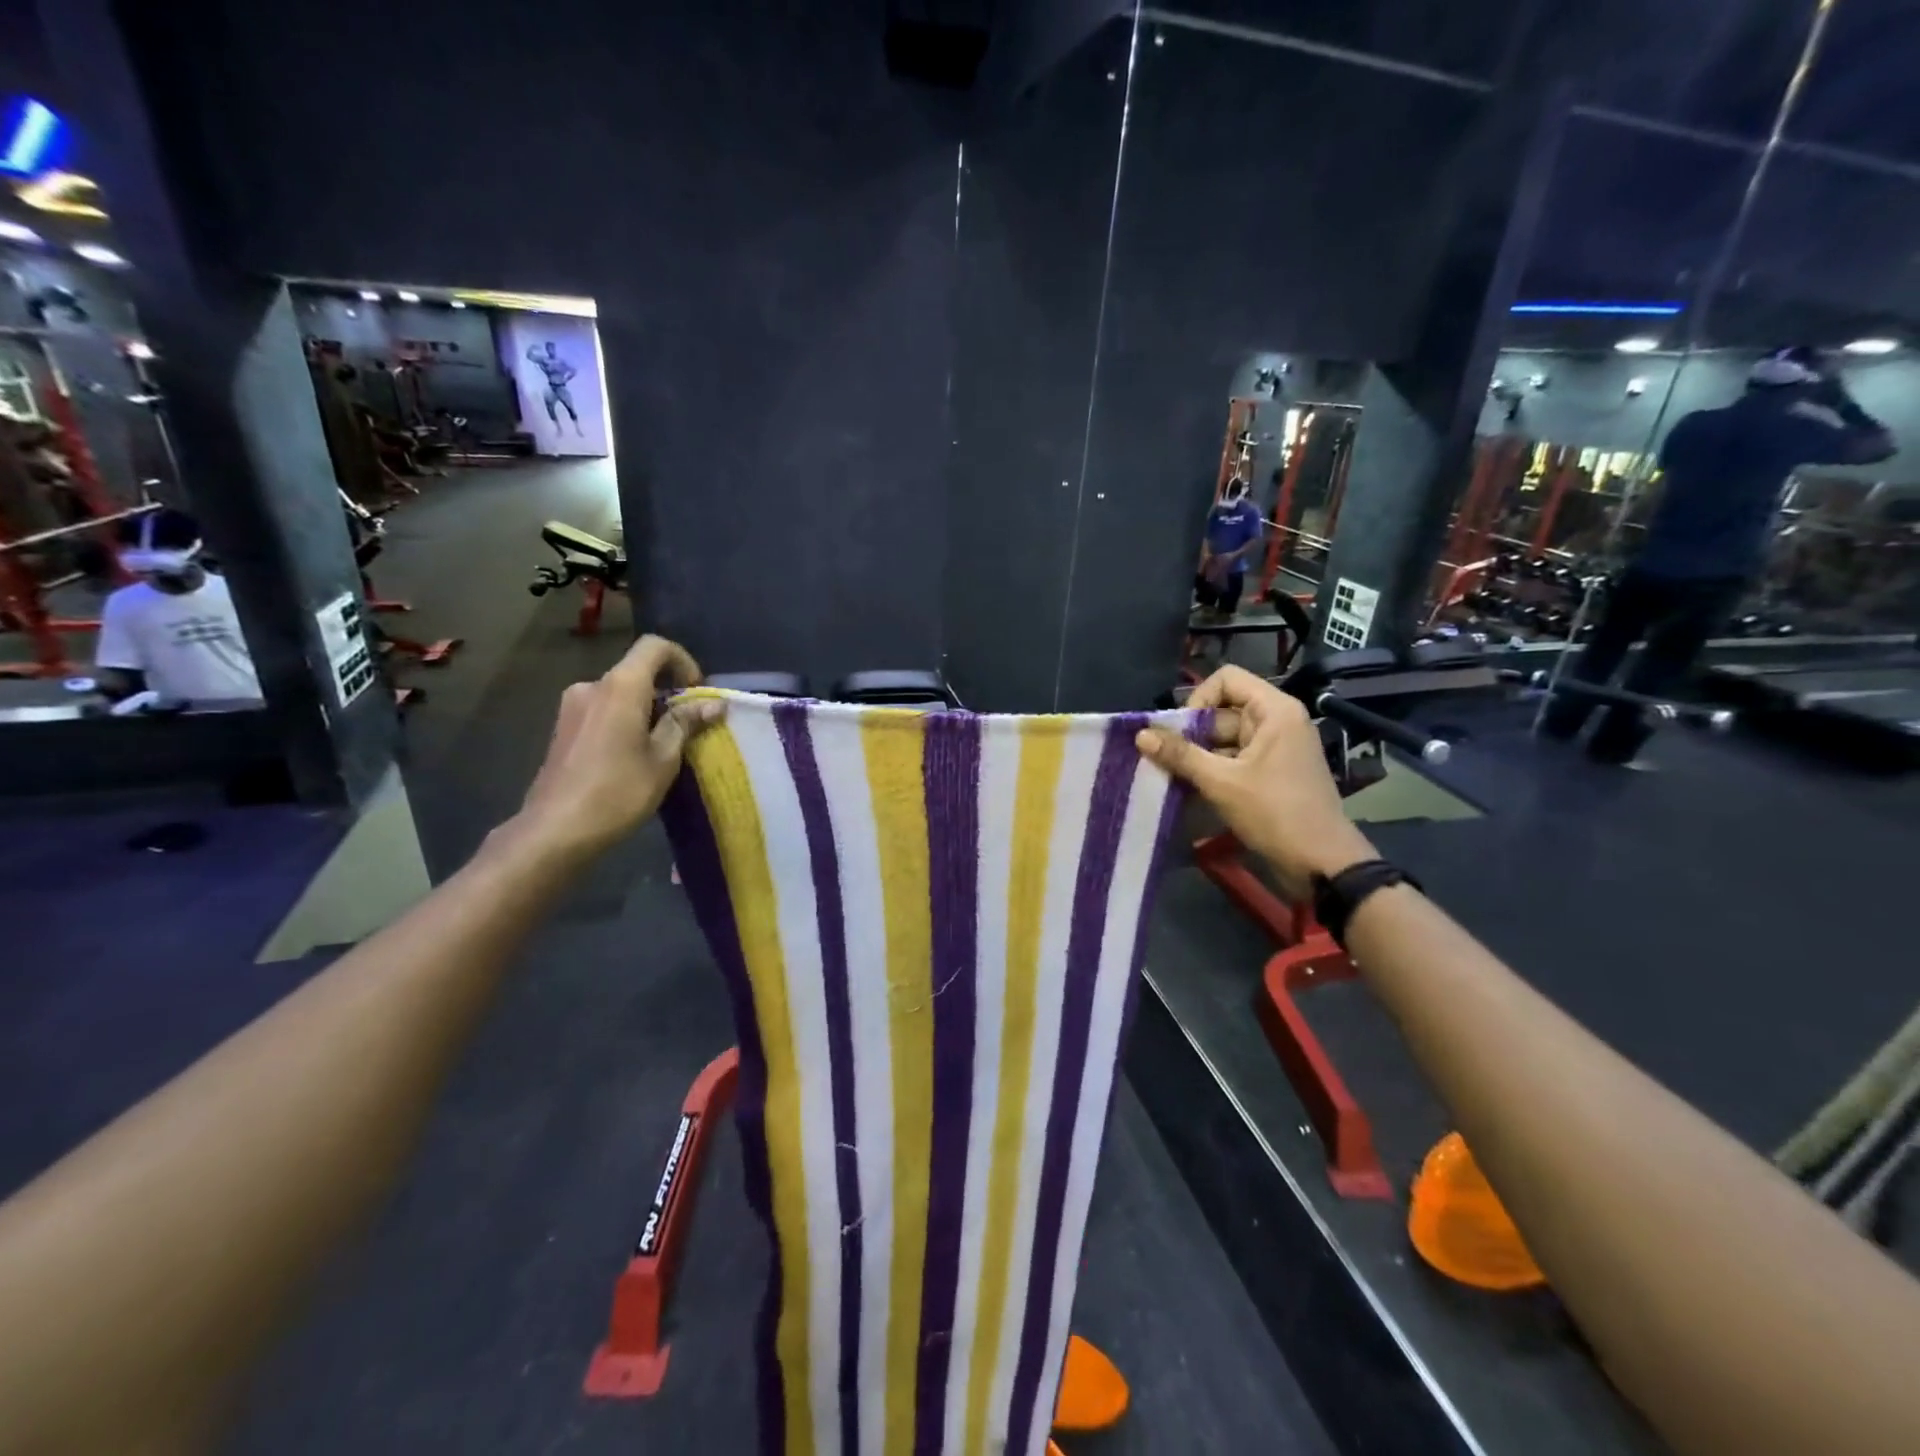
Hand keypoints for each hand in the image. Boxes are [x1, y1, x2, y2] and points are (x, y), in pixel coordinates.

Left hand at [513, 635, 722, 858]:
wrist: (556, 830)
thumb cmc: (618, 791)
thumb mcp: (663, 759)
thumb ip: (686, 723)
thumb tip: (713, 704)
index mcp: (621, 686)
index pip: (655, 647)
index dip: (683, 661)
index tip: (696, 693)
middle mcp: (592, 686)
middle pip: (637, 671)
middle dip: (667, 691)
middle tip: (688, 726)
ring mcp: (572, 706)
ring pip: (620, 693)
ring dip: (646, 708)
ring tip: (662, 746)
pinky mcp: (563, 727)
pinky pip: (603, 709)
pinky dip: (625, 720)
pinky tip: (632, 756)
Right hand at [1135, 665, 1376, 899]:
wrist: (1321, 863)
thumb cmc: (1275, 813)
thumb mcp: (1222, 782)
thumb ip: (1180, 755)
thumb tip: (1140, 735)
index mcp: (1274, 711)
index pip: (1226, 680)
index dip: (1198, 700)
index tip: (1181, 732)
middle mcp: (1277, 722)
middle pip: (1223, 711)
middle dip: (1192, 734)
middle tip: (1165, 760)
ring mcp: (1276, 749)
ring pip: (1225, 739)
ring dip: (1198, 756)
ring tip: (1173, 777)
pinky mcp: (1272, 773)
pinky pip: (1234, 760)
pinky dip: (1212, 771)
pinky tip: (1190, 790)